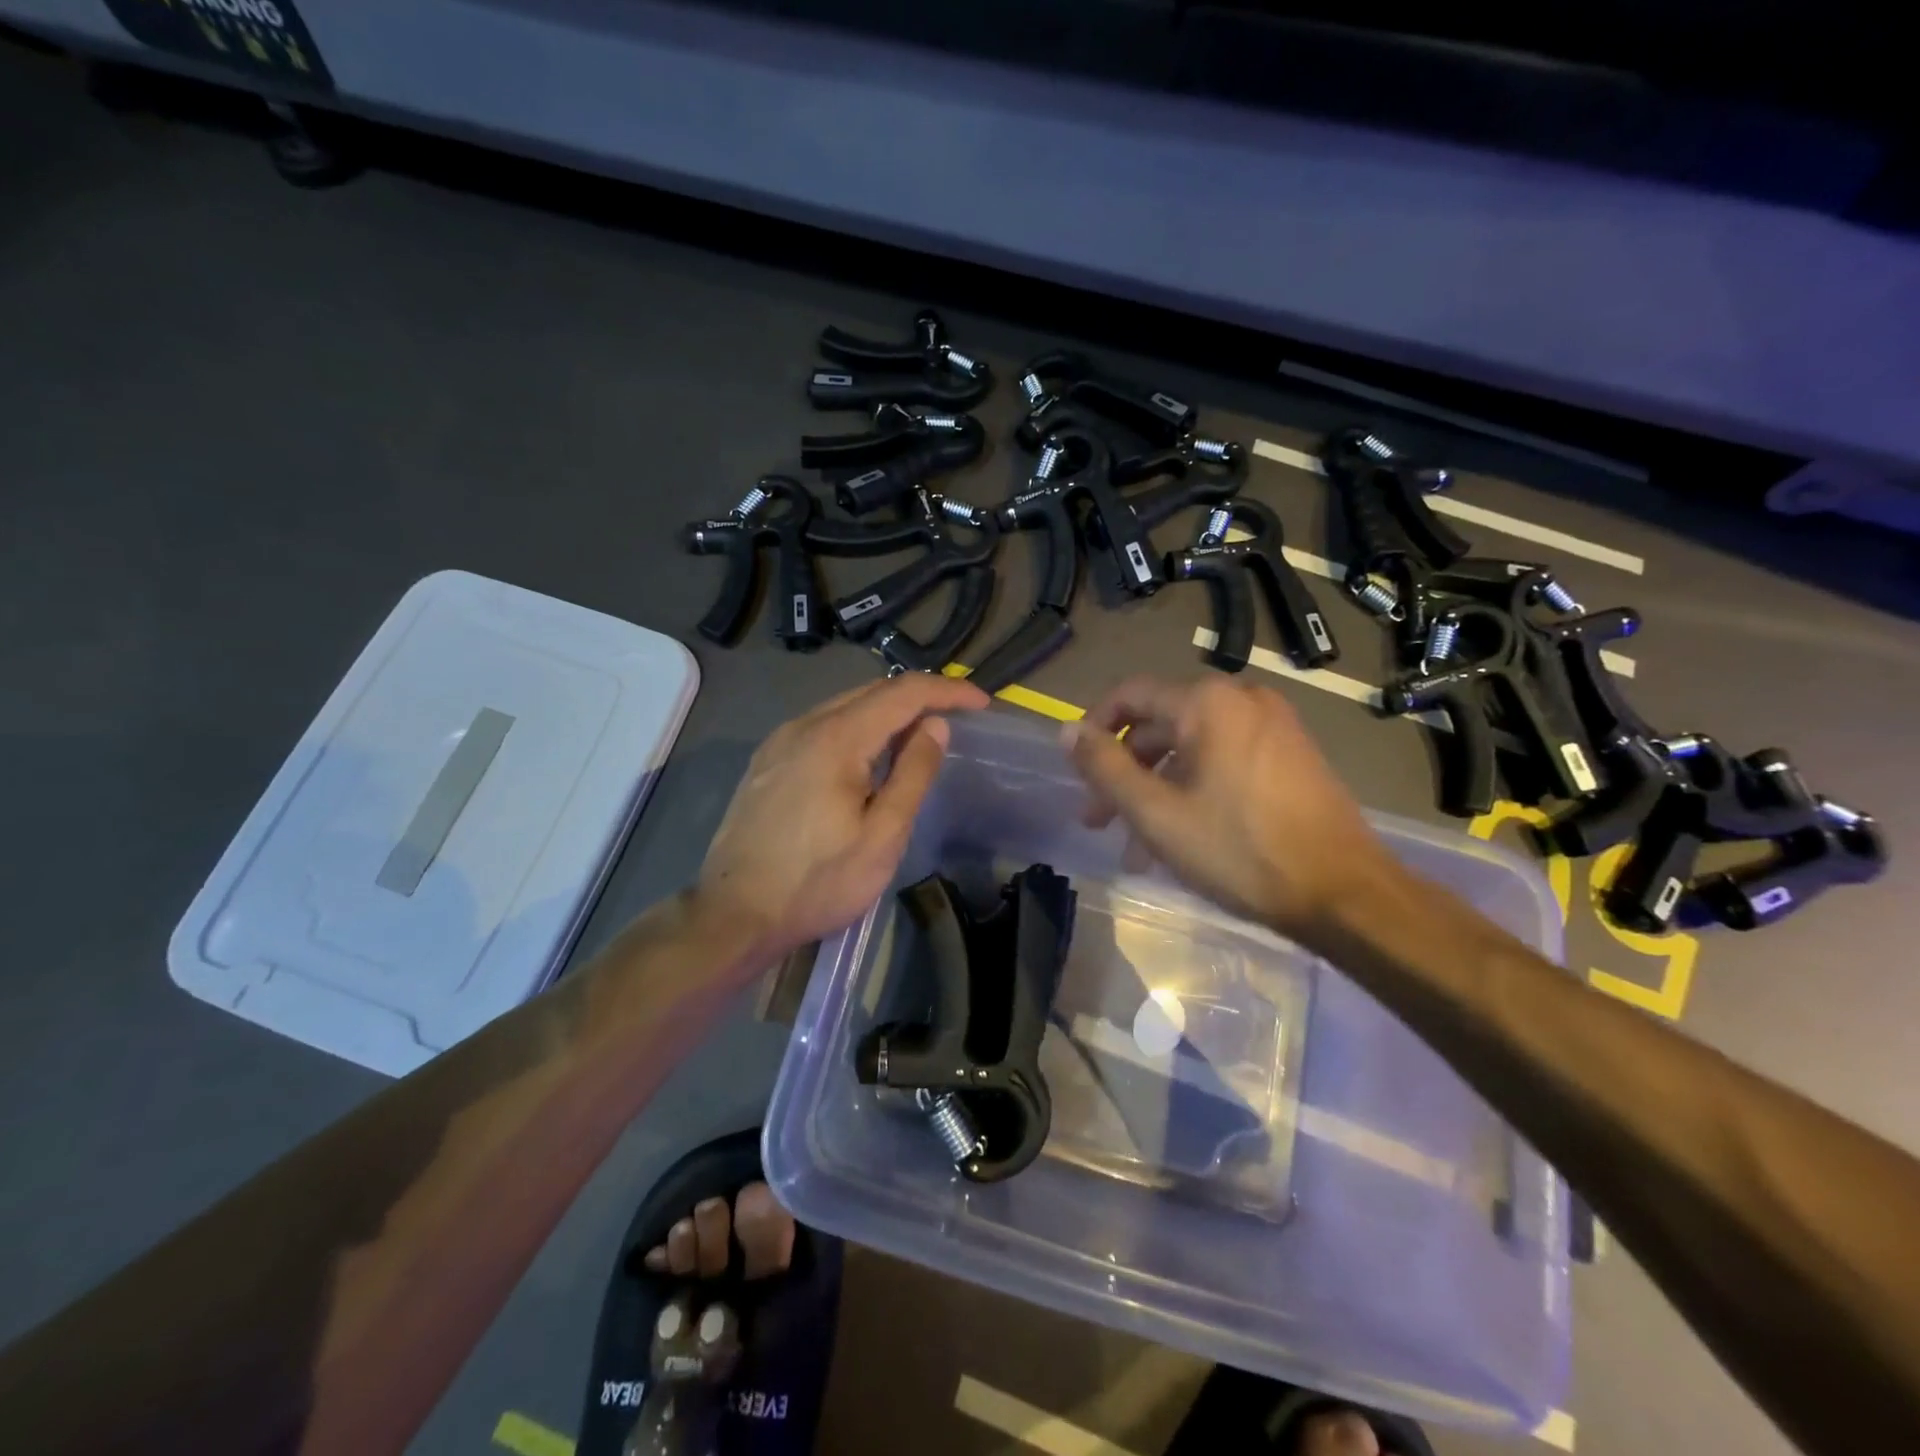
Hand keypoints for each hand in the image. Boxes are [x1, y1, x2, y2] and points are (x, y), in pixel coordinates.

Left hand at [694, 674, 990, 959]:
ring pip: (844, 707)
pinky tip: (869, 757)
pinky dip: (857, 728)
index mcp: (836, 738)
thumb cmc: (817, 882)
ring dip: (887, 713)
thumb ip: (913, 774)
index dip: (947, 691)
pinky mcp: (767, 761)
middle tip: (957, 718)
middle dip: (920, 697)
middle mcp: (803, 725)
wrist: (733, 916)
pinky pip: (822, 727)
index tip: (981, 704)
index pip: (903, 693)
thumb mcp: (882, 836)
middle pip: (872, 692)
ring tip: (919, 737)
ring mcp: (780, 741)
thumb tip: (936, 726)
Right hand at [1061, 675, 1403, 943]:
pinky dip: (1193, 791)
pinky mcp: (1292, 755)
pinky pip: (1224, 761)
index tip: (1077, 770)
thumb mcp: (1156, 813)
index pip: (1130, 695)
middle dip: (1124, 773)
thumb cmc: (1240, 851)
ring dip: (1156, 791)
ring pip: (1192, 750)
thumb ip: (1105, 767)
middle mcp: (1242, 699)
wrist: (1345, 893)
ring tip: (1137, 849)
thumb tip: (1066, 731)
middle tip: (1099, 820)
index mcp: (1208, 703)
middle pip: (1161, 726)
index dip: (1095, 728)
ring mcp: (1273, 726)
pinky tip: (1182, 839)